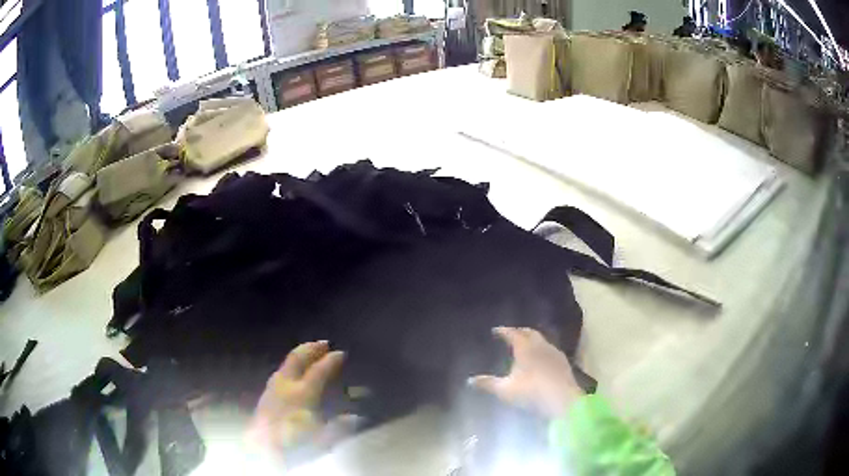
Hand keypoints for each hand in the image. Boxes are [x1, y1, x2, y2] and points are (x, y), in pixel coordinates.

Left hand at [248, 341, 359, 451]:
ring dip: (299, 356)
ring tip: (309, 355)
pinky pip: (279, 373)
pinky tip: (291, 375)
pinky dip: (290, 367)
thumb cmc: (293, 444)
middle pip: (297, 359)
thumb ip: (338, 427)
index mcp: (302, 393)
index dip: (331, 361)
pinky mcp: (265, 396)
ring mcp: (272, 389)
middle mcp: (285, 385)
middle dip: (311, 349)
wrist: (261, 450)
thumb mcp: (322, 440)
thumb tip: (354, 417)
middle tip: (324, 343)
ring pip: (286, 365)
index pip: (318, 371)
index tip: (341, 353)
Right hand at [469, 327, 583, 418]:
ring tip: (524, 344)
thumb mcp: (505, 390)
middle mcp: (540, 345)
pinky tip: (540, 358)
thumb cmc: (531, 393)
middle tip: (510, 333)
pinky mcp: (563, 361)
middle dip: (518, 331)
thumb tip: (469, 380)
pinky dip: (541, 348)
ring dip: (531, 339)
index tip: (495, 330)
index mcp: (525, 348)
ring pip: (541, 339)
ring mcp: (554, 352)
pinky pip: (549, 348)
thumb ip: (487, 384)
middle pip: (529, 332)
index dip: (503, 331)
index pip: (512, 333)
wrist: (563, 400)